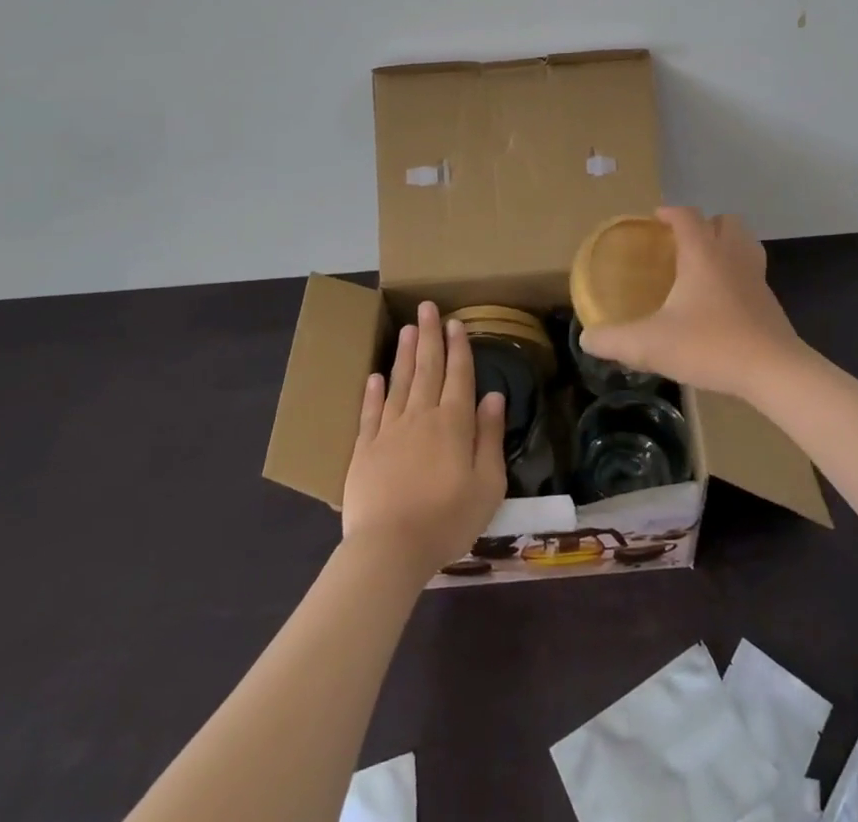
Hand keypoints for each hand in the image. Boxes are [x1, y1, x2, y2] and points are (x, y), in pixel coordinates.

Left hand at [342, 302, 507, 577]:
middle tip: (427, 307)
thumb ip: (489, 436)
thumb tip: (493, 396)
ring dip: (404, 354)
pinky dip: (373, 392)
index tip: (455, 322)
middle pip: (427, 368)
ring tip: (406, 328)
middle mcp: (422, 416)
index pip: (458, 375)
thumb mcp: (487, 484)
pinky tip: (375, 376)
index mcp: (454, 423)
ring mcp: (389, 430)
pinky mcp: (364, 449)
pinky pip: (370, 412)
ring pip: (399, 382)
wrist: (389, 549)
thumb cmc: (447, 519)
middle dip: (429, 336)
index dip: (458, 347)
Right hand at [579, 207, 813, 401]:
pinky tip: (722, 301)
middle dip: (705, 225)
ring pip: (745, 243)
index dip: (670, 212)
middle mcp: (732, 256)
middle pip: (726, 221)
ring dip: (727, 245)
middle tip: (683, 244)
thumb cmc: (710, 345)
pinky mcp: (770, 301)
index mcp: (703, 253)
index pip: (687, 216)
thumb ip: (615, 340)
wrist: (772, 370)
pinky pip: (753, 272)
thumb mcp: (652, 345)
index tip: (655, 219)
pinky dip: (738, 274)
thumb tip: (587, 338)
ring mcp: (756, 277)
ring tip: (705, 266)